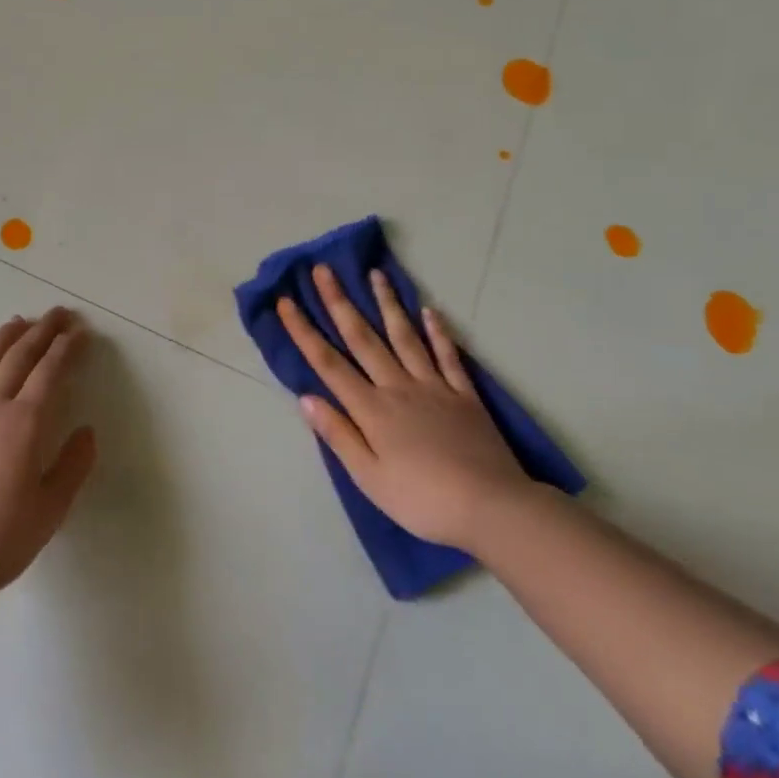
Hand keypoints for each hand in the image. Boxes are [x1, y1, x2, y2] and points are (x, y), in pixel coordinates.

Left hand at [0, 306, 97, 599]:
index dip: (66, 348)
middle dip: (41, 331)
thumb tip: (87, 430)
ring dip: (2, 339)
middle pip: (18, 358)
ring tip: (17, 322)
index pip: (49, 372)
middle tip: (58, 313)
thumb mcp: (51, 510)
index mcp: (24, 424)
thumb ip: (74, 465)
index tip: (79, 332)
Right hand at [277, 265, 533, 550]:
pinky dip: (438, 332)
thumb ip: (338, 434)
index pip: (328, 363)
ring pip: (405, 337)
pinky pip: (448, 356)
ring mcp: (434, 387)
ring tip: (375, 274)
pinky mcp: (465, 395)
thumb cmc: (422, 500)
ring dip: (387, 304)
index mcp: (371, 409)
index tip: (286, 302)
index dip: (304, 331)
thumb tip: (306, 397)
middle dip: (339, 302)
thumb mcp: (369, 477)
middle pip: (363, 338)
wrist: (491, 507)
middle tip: (323, 270)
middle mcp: (398, 387)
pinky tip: (430, 311)